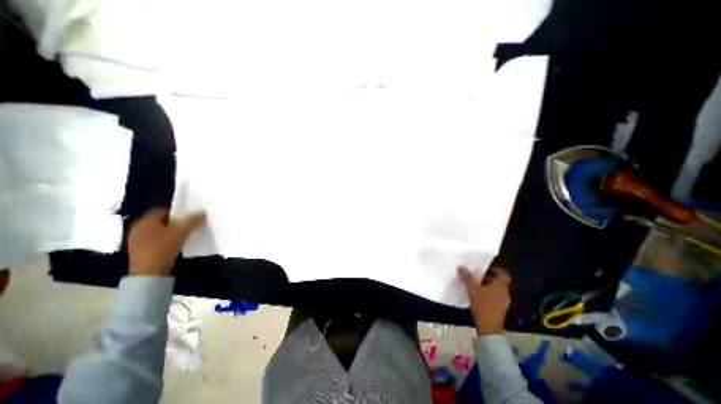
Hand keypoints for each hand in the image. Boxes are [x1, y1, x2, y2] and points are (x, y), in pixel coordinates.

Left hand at [128, 209, 206, 276]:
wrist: (149, 272)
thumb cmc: (163, 247)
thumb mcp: (182, 232)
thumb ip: (193, 221)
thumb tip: (202, 212)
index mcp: (145, 221)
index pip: (162, 211)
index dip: (176, 213)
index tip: (188, 218)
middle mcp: (137, 228)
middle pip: (160, 221)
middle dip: (174, 223)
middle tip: (187, 226)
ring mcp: (136, 241)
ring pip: (157, 231)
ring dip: (170, 232)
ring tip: (183, 236)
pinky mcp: (138, 251)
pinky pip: (154, 240)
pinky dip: (164, 240)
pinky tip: (174, 245)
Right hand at [456, 267, 512, 335]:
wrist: (489, 327)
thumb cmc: (482, 305)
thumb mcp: (472, 289)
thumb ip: (467, 278)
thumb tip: (461, 267)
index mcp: (500, 286)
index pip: (504, 274)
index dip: (496, 270)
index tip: (486, 269)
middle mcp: (505, 292)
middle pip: (500, 282)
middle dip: (489, 278)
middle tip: (478, 277)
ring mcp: (504, 302)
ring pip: (497, 290)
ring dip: (489, 286)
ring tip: (477, 286)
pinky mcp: (501, 309)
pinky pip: (496, 297)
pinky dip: (489, 294)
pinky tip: (479, 296)